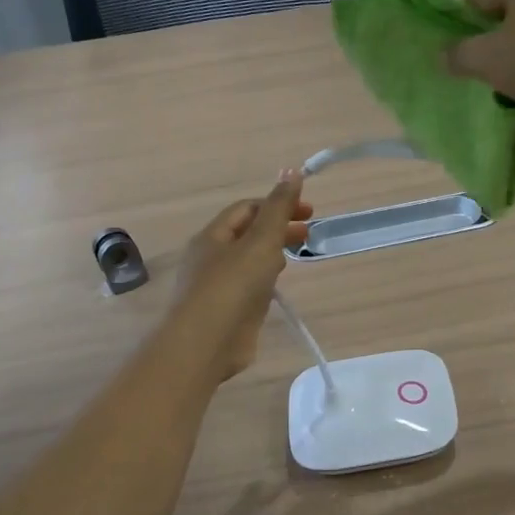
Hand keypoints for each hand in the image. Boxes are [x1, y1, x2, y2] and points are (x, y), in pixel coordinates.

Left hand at [172, 171, 312, 379]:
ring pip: (248, 261)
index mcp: (213, 236)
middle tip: (309, 234)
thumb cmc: (232, 286)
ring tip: (295, 258)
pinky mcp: (225, 311)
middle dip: (279, 229)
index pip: (247, 209)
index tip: (309, 212)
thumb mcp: (261, 241)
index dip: (278, 204)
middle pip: (248, 234)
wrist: (205, 344)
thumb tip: (291, 170)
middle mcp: (210, 257)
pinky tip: (278, 289)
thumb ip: (279, 208)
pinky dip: (265, 281)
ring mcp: (216, 286)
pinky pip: (248, 287)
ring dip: (273, 254)